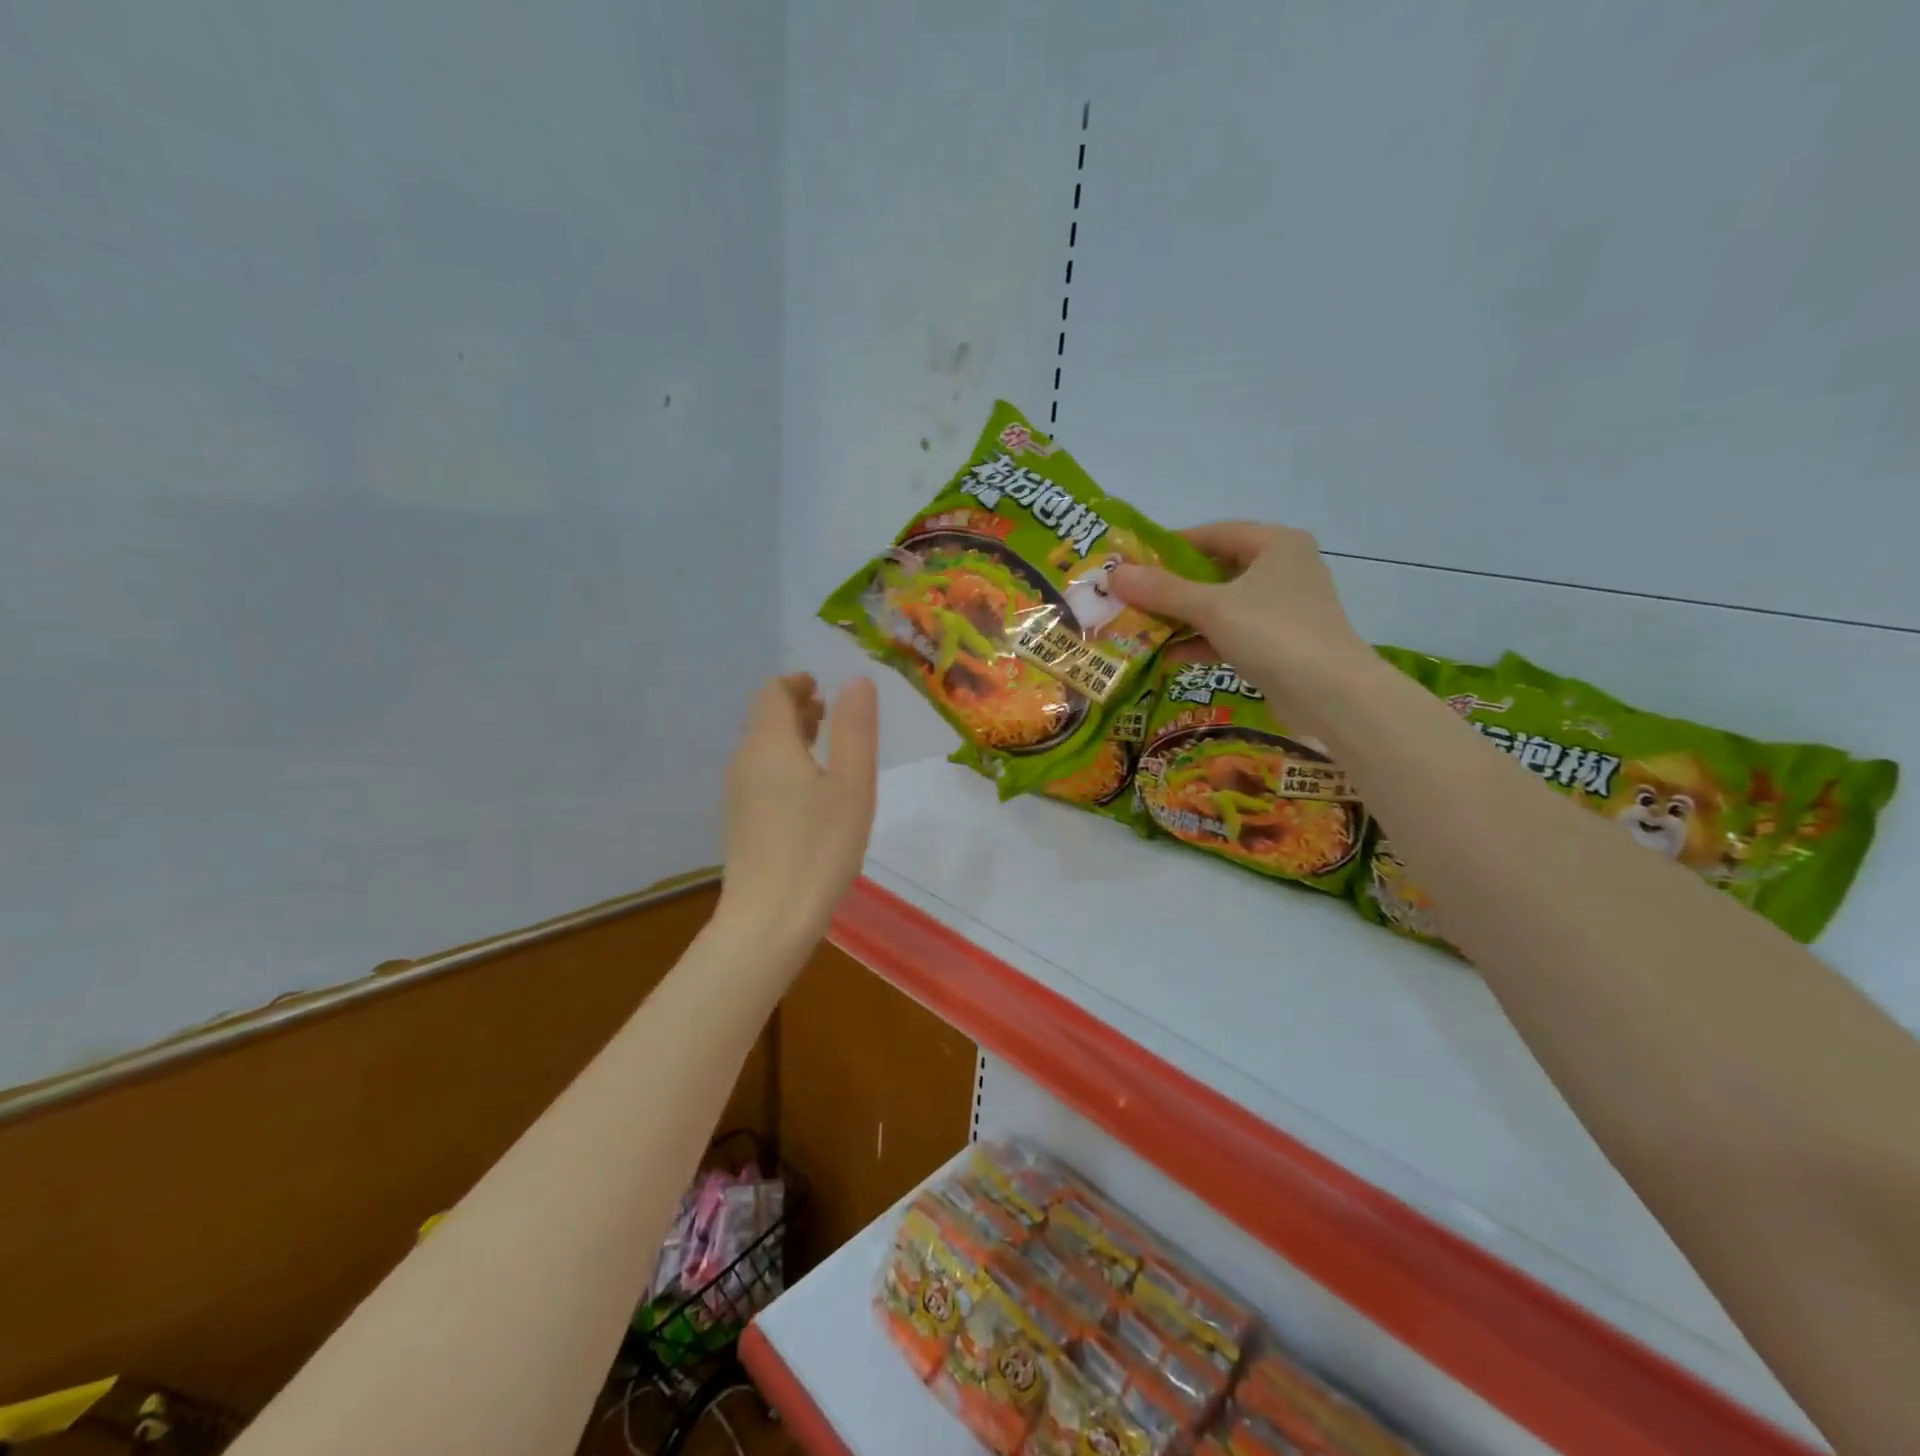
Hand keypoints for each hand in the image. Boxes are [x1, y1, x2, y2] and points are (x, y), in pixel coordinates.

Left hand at [716, 673, 878, 956]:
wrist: (769, 919)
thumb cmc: (819, 847)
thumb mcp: (851, 784)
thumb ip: (855, 729)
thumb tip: (856, 680)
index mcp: (769, 744)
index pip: (773, 692)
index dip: (798, 684)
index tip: (823, 688)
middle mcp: (743, 761)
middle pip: (764, 718)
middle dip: (796, 708)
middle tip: (830, 714)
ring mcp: (735, 793)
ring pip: (760, 748)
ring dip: (789, 737)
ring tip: (823, 748)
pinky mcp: (737, 822)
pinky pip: (758, 774)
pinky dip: (782, 764)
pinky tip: (807, 792)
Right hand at [1113, 521, 1372, 725]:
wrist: (1332, 695)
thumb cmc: (1274, 634)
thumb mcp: (1212, 608)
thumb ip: (1163, 591)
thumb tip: (1113, 573)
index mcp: (1275, 544)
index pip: (1212, 533)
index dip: (1169, 546)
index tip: (1133, 562)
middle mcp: (1282, 569)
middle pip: (1214, 570)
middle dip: (1171, 587)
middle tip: (1130, 597)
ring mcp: (1282, 608)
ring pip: (1221, 605)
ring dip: (1182, 617)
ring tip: (1140, 627)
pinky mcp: (1279, 643)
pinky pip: (1231, 633)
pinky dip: (1202, 642)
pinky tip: (1167, 656)